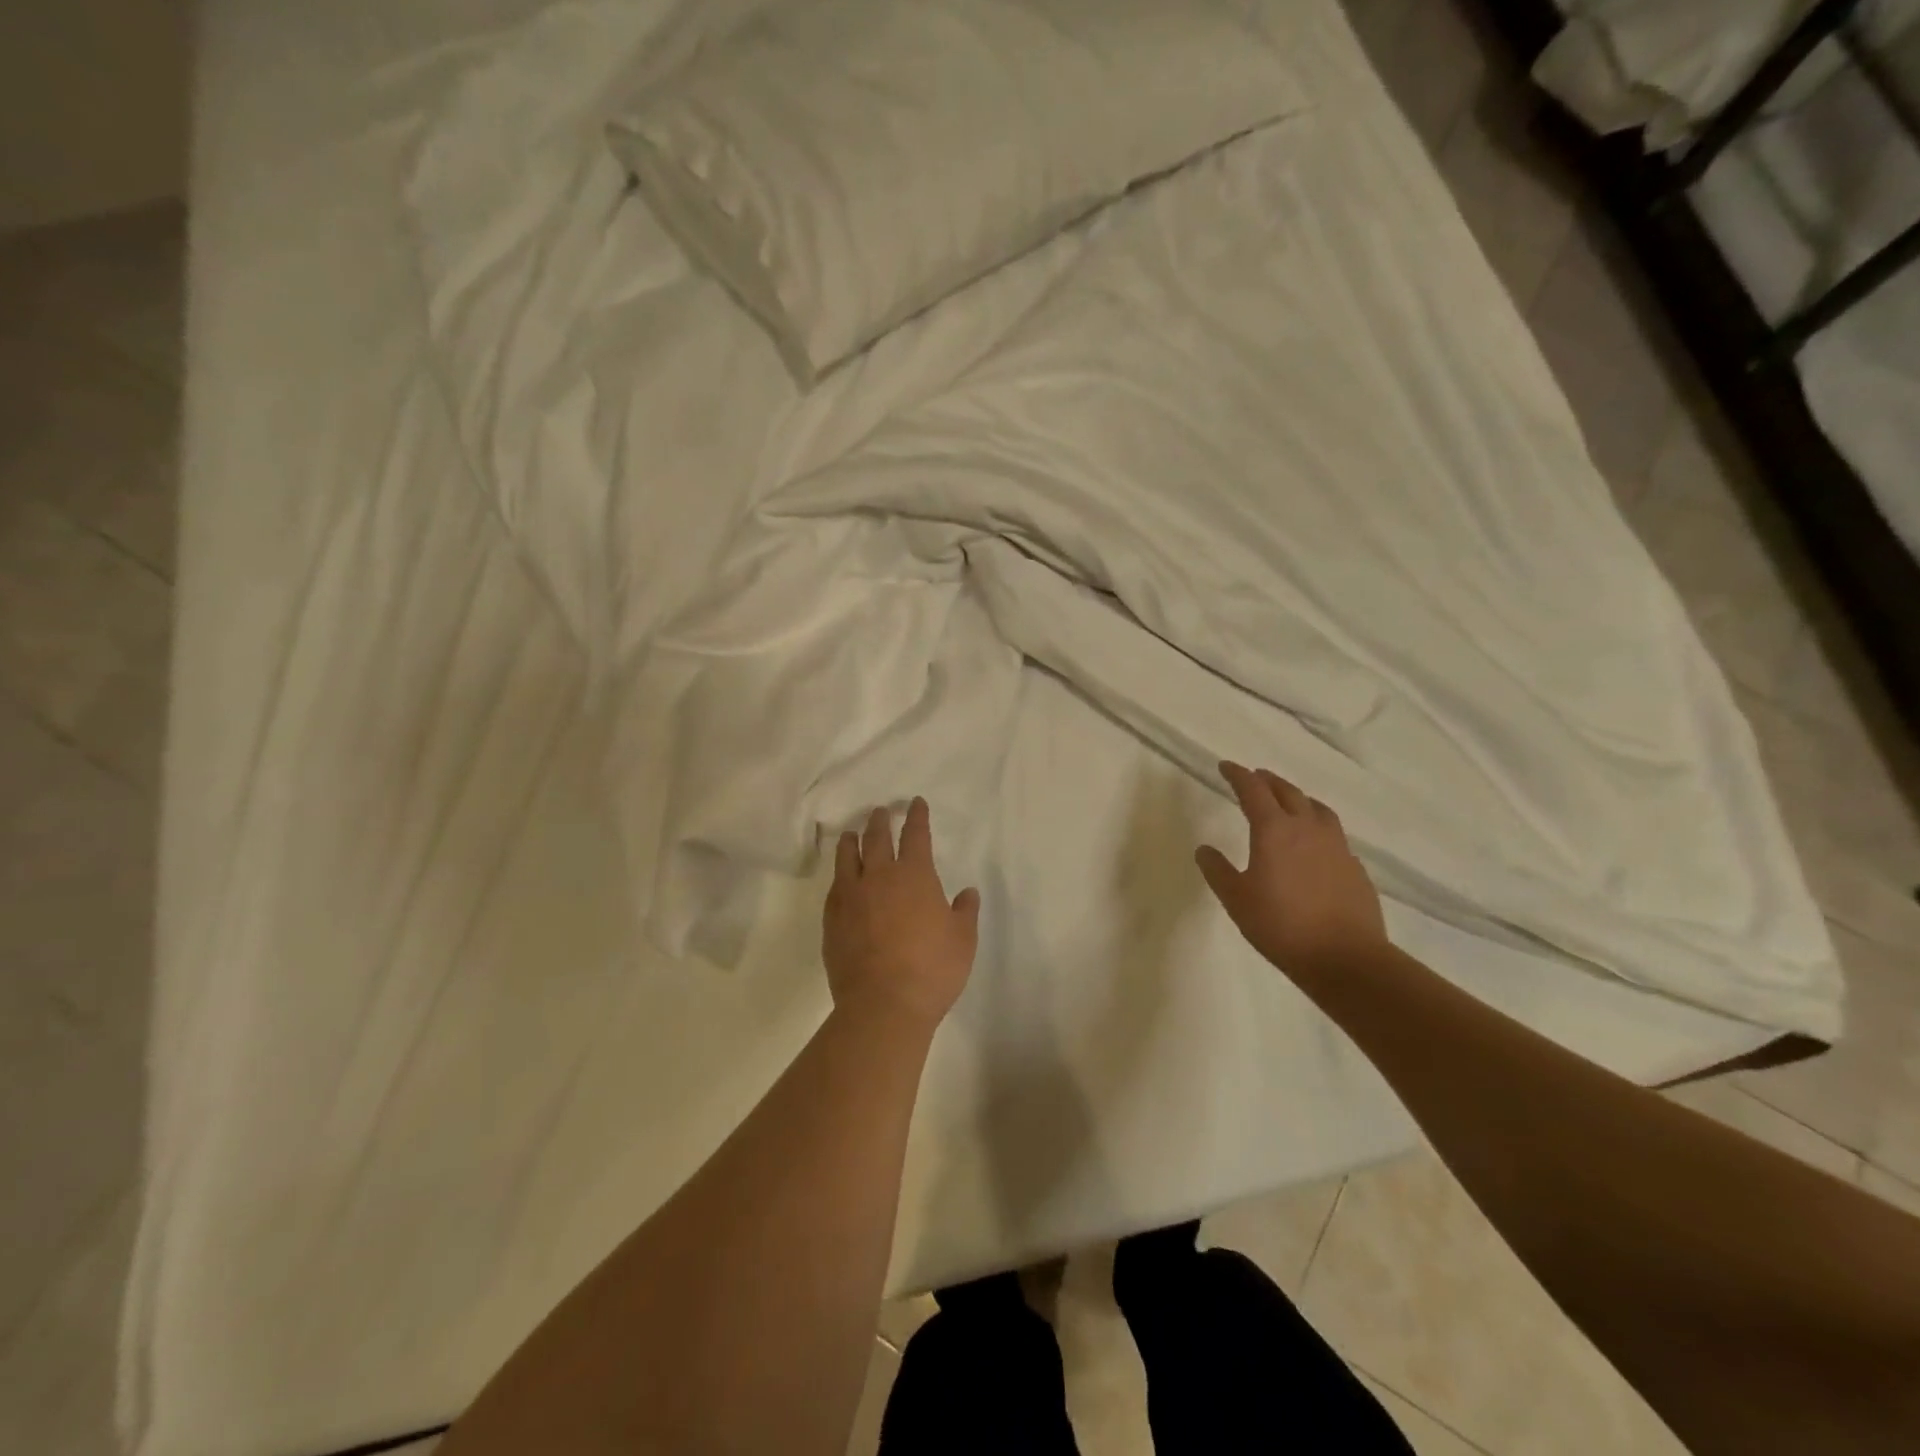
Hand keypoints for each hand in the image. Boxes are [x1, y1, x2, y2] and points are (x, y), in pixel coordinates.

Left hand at [824, 798, 980, 1034]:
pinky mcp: (831, 920)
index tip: (915, 804)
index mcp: (914, 875)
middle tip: (881, 811)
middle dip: (880, 822)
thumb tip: (967, 892)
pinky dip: (839, 876)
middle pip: (876, 839)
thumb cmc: (932, 969)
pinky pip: (834, 888)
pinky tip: (840, 880)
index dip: (917, 817)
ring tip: (851, 834)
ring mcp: (850, 897)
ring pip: (847, 858)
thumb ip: (964, 912)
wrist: (883, 1005)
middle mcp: (879, 877)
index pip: (915, 835)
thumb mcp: (963, 940)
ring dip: (851, 842)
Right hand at [1196, 761, 1386, 976]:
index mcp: (1274, 831)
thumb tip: (1204, 849)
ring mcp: (1336, 846)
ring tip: (1288, 801)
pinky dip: (1318, 826)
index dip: (1238, 775)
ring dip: (1298, 797)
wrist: (1346, 958)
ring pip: (1316, 808)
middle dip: (1267, 781)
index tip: (1226, 766)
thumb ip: (1218, 871)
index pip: (1253, 791)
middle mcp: (1307, 829)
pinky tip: (1315, 843)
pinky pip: (1334, 834)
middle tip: (1254, 777)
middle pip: (1287, 792)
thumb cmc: (1282, 926)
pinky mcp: (1354, 866)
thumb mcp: (1236, 900)